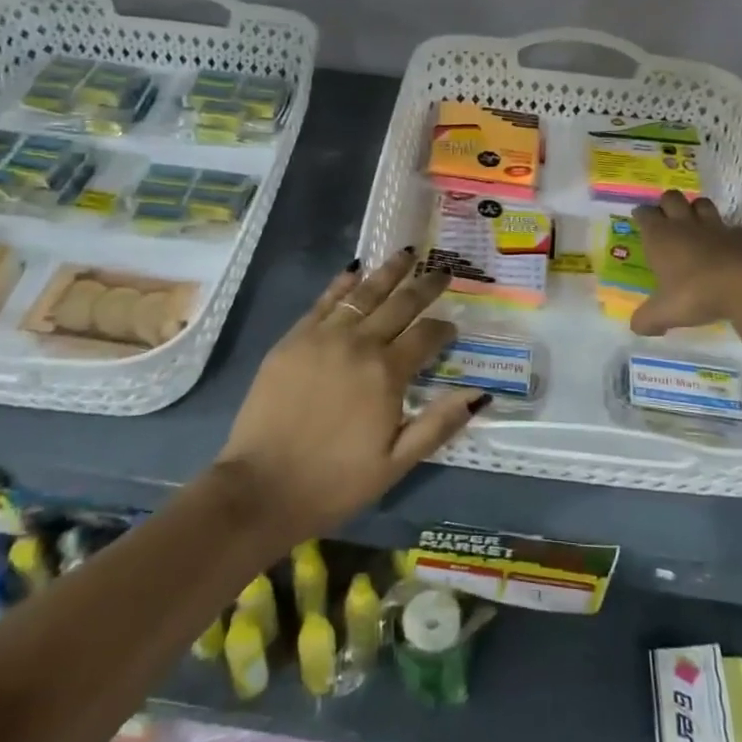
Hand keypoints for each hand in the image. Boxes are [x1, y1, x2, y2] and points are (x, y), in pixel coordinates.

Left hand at [216, 251, 487, 535]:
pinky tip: (354, 270)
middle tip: (442, 271)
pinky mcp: (293, 339)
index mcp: (387, 373)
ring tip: (406, 254)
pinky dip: (342, 284)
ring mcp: (322, 337)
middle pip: (399, 304)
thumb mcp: (396, 464)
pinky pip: (323, 302)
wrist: (261, 487)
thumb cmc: (334, 481)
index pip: (426, 336)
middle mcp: (359, 344)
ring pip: (363, 294)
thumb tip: (480, 393)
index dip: (443, 329)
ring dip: (388, 272)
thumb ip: (439, 424)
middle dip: (425, 287)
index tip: (452, 328)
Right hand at [629, 191, 741, 334]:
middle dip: (667, 203)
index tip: (640, 218)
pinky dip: (726, 232)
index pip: (645, 214)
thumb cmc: (696, 293)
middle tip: (666, 217)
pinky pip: (730, 226)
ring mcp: (715, 227)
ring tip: (695, 223)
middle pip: (671, 198)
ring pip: (701, 204)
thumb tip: (636, 328)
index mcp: (660, 237)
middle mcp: (684, 225)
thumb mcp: (665, 312)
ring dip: (696, 209)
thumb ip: (648, 319)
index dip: (642, 215)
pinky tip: (726, 245)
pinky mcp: (741, 235)